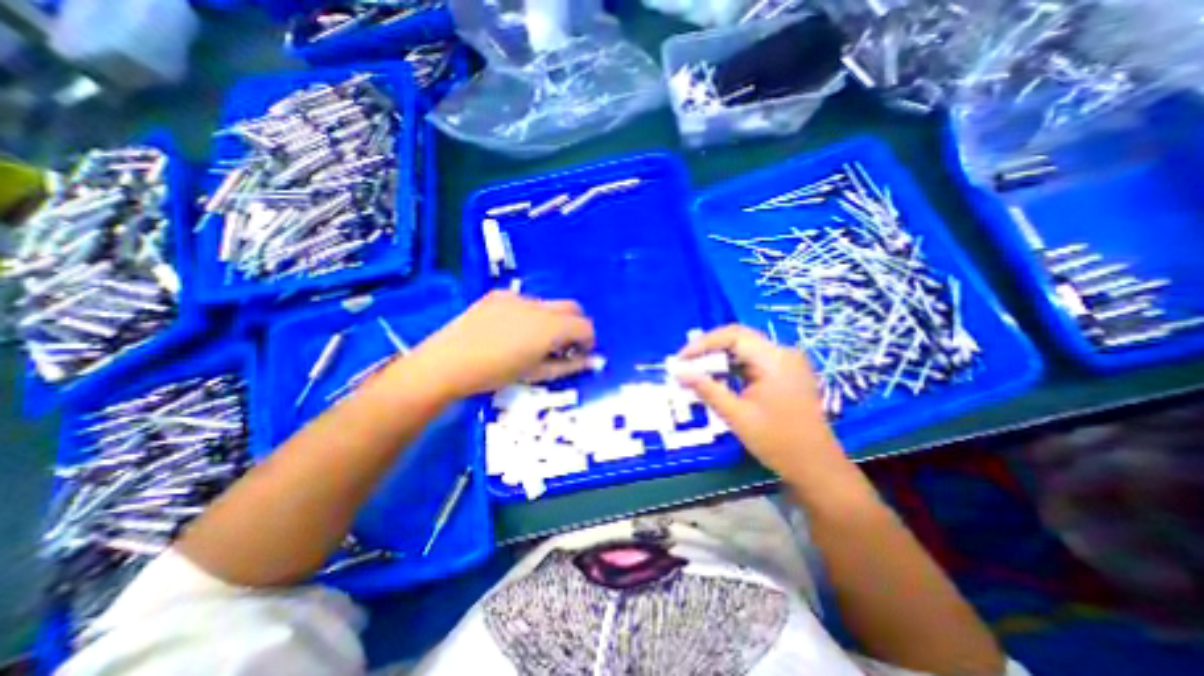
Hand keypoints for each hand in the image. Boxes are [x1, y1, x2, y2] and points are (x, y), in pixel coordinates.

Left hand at [402, 291, 593, 401]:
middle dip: (575, 325)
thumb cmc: (495, 374)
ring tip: (533, 341)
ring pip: (549, 304)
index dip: (588, 340)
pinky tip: (510, 331)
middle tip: (564, 347)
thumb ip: (570, 365)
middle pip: (572, 308)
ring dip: (552, 320)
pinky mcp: (498, 295)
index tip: (580, 354)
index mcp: (550, 327)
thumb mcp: (537, 374)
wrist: (447, 363)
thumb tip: (593, 361)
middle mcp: (539, 305)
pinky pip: (525, 302)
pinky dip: (530, 315)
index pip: (585, 325)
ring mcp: (517, 297)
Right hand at [677, 325, 843, 483]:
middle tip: (685, 364)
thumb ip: (706, 389)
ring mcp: (786, 362)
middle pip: (739, 338)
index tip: (681, 359)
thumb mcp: (736, 415)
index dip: (703, 343)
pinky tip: (718, 379)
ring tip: (696, 372)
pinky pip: (753, 361)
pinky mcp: (785, 373)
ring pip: (745, 349)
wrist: (816, 467)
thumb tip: (678, 373)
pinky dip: (733, 368)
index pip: (733, 335)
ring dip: (720, 359)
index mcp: (774, 359)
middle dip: (709, 349)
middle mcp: (783, 353)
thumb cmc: (777, 442)